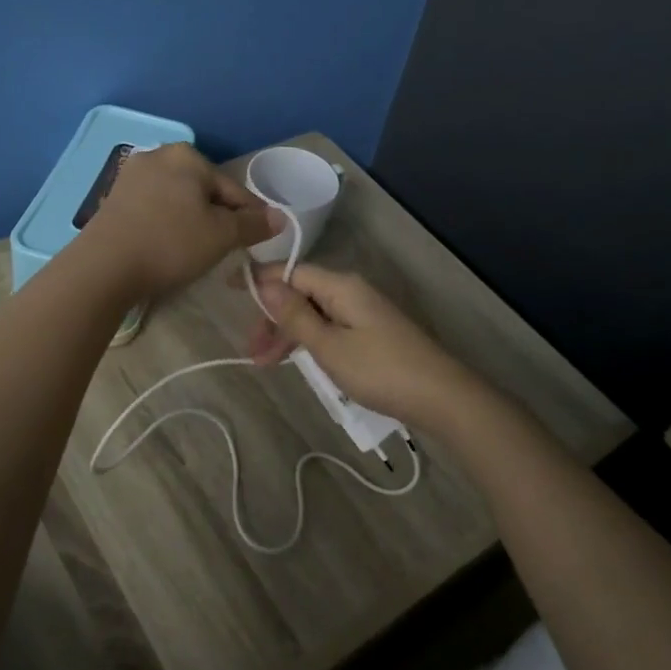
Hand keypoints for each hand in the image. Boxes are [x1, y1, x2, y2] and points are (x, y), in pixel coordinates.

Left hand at [82, 144, 275, 299]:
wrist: (104, 266)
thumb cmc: (170, 243)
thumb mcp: (222, 236)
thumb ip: (253, 224)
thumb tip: (280, 217)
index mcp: (188, 155)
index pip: (233, 189)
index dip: (249, 217)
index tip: (255, 241)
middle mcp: (158, 155)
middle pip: (203, 190)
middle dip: (216, 217)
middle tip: (222, 249)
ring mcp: (131, 175)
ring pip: (177, 199)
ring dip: (190, 221)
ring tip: (194, 251)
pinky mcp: (114, 197)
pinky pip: (153, 208)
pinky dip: (165, 224)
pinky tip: (164, 246)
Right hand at [248, 264, 479, 427]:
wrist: (441, 397)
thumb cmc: (380, 370)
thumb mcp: (329, 346)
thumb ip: (295, 315)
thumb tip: (266, 283)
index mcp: (341, 287)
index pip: (292, 272)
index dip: (261, 279)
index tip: (229, 288)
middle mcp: (352, 292)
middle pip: (302, 294)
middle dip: (273, 318)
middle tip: (251, 351)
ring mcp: (364, 313)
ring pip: (315, 314)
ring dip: (289, 334)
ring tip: (266, 363)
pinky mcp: (372, 333)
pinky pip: (330, 327)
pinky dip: (310, 341)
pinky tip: (298, 360)